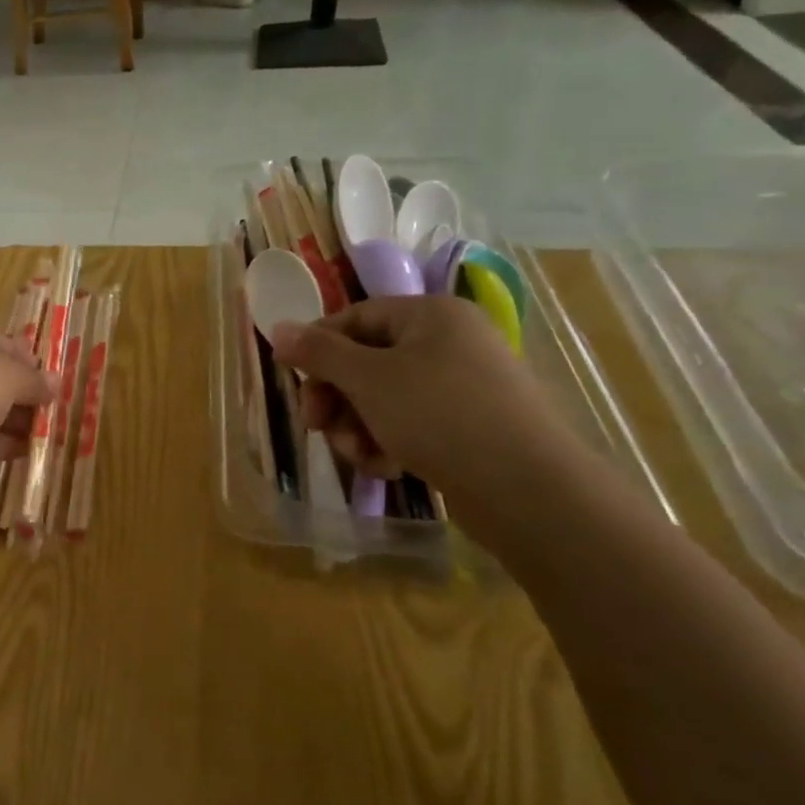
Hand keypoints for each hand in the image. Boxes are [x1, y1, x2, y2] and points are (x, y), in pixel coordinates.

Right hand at [270, 296, 576, 490]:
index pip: (354, 317)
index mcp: (430, 315)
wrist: (527, 488)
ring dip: (358, 427)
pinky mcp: (468, 424)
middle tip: (318, 426)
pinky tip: (387, 468)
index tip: (294, 381)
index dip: (317, 347)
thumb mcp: (367, 379)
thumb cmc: (438, 415)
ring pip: (383, 397)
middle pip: (365, 361)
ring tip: (360, 456)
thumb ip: (318, 352)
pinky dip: (389, 443)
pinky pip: (410, 422)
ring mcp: (462, 384)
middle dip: (337, 398)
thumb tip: (278, 328)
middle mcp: (449, 341)